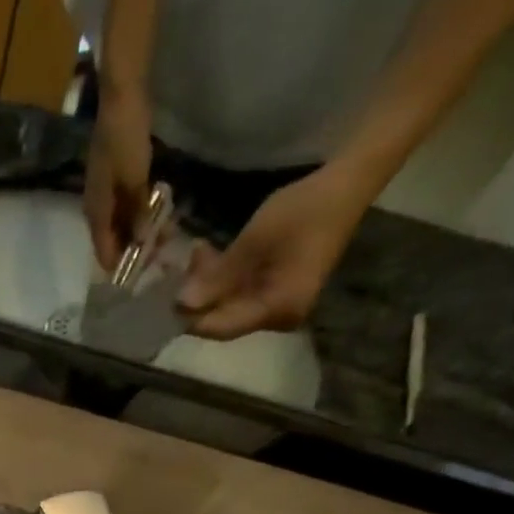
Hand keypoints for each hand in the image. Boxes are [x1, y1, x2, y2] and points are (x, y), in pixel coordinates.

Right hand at [84, 92, 153, 271]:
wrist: (121, 97)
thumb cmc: (126, 139)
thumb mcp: (135, 179)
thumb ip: (138, 213)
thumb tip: (141, 242)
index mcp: (96, 212)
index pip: (105, 253)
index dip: (122, 266)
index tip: (144, 274)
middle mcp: (95, 208)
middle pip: (111, 241)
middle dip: (133, 250)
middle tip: (159, 254)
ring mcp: (103, 193)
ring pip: (119, 224)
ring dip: (137, 231)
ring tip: (162, 234)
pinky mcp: (112, 179)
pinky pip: (123, 207)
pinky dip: (137, 214)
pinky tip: (154, 213)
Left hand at [177, 162, 374, 338]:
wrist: (347, 185)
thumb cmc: (302, 210)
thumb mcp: (253, 242)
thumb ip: (217, 278)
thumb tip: (182, 304)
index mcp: (275, 311)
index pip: (221, 328)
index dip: (192, 317)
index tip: (167, 298)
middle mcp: (277, 318)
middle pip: (224, 318)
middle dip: (199, 296)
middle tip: (183, 265)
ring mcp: (278, 307)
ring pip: (230, 305)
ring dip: (209, 284)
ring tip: (198, 252)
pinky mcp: (278, 292)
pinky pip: (242, 294)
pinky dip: (225, 279)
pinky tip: (212, 254)